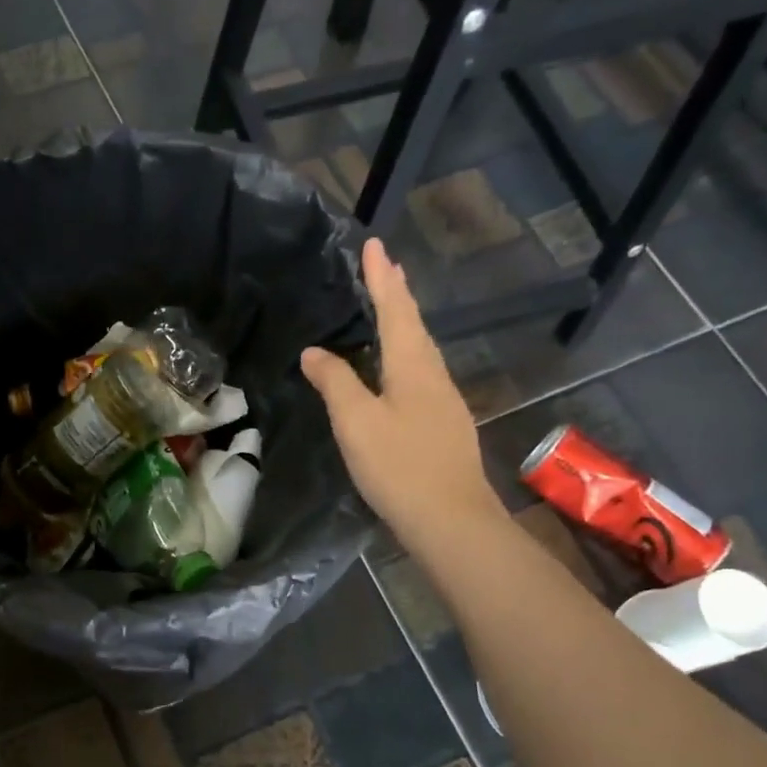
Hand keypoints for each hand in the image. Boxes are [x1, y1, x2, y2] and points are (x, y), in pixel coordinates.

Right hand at [301, 237, 503, 554]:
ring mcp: (444, 402)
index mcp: (413, 366)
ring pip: (421, 351)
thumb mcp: (356, 422)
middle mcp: (434, 375)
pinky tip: (399, 370)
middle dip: (398, 295)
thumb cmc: (399, 466)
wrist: (451, 520)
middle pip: (414, 326)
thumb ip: (335, 382)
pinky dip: (406, 356)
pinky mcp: (444, 426)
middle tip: (387, 268)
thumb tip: (315, 352)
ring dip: (405, 324)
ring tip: (391, 308)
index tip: (376, 245)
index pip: (395, 309)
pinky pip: (421, 375)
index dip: (382, 278)